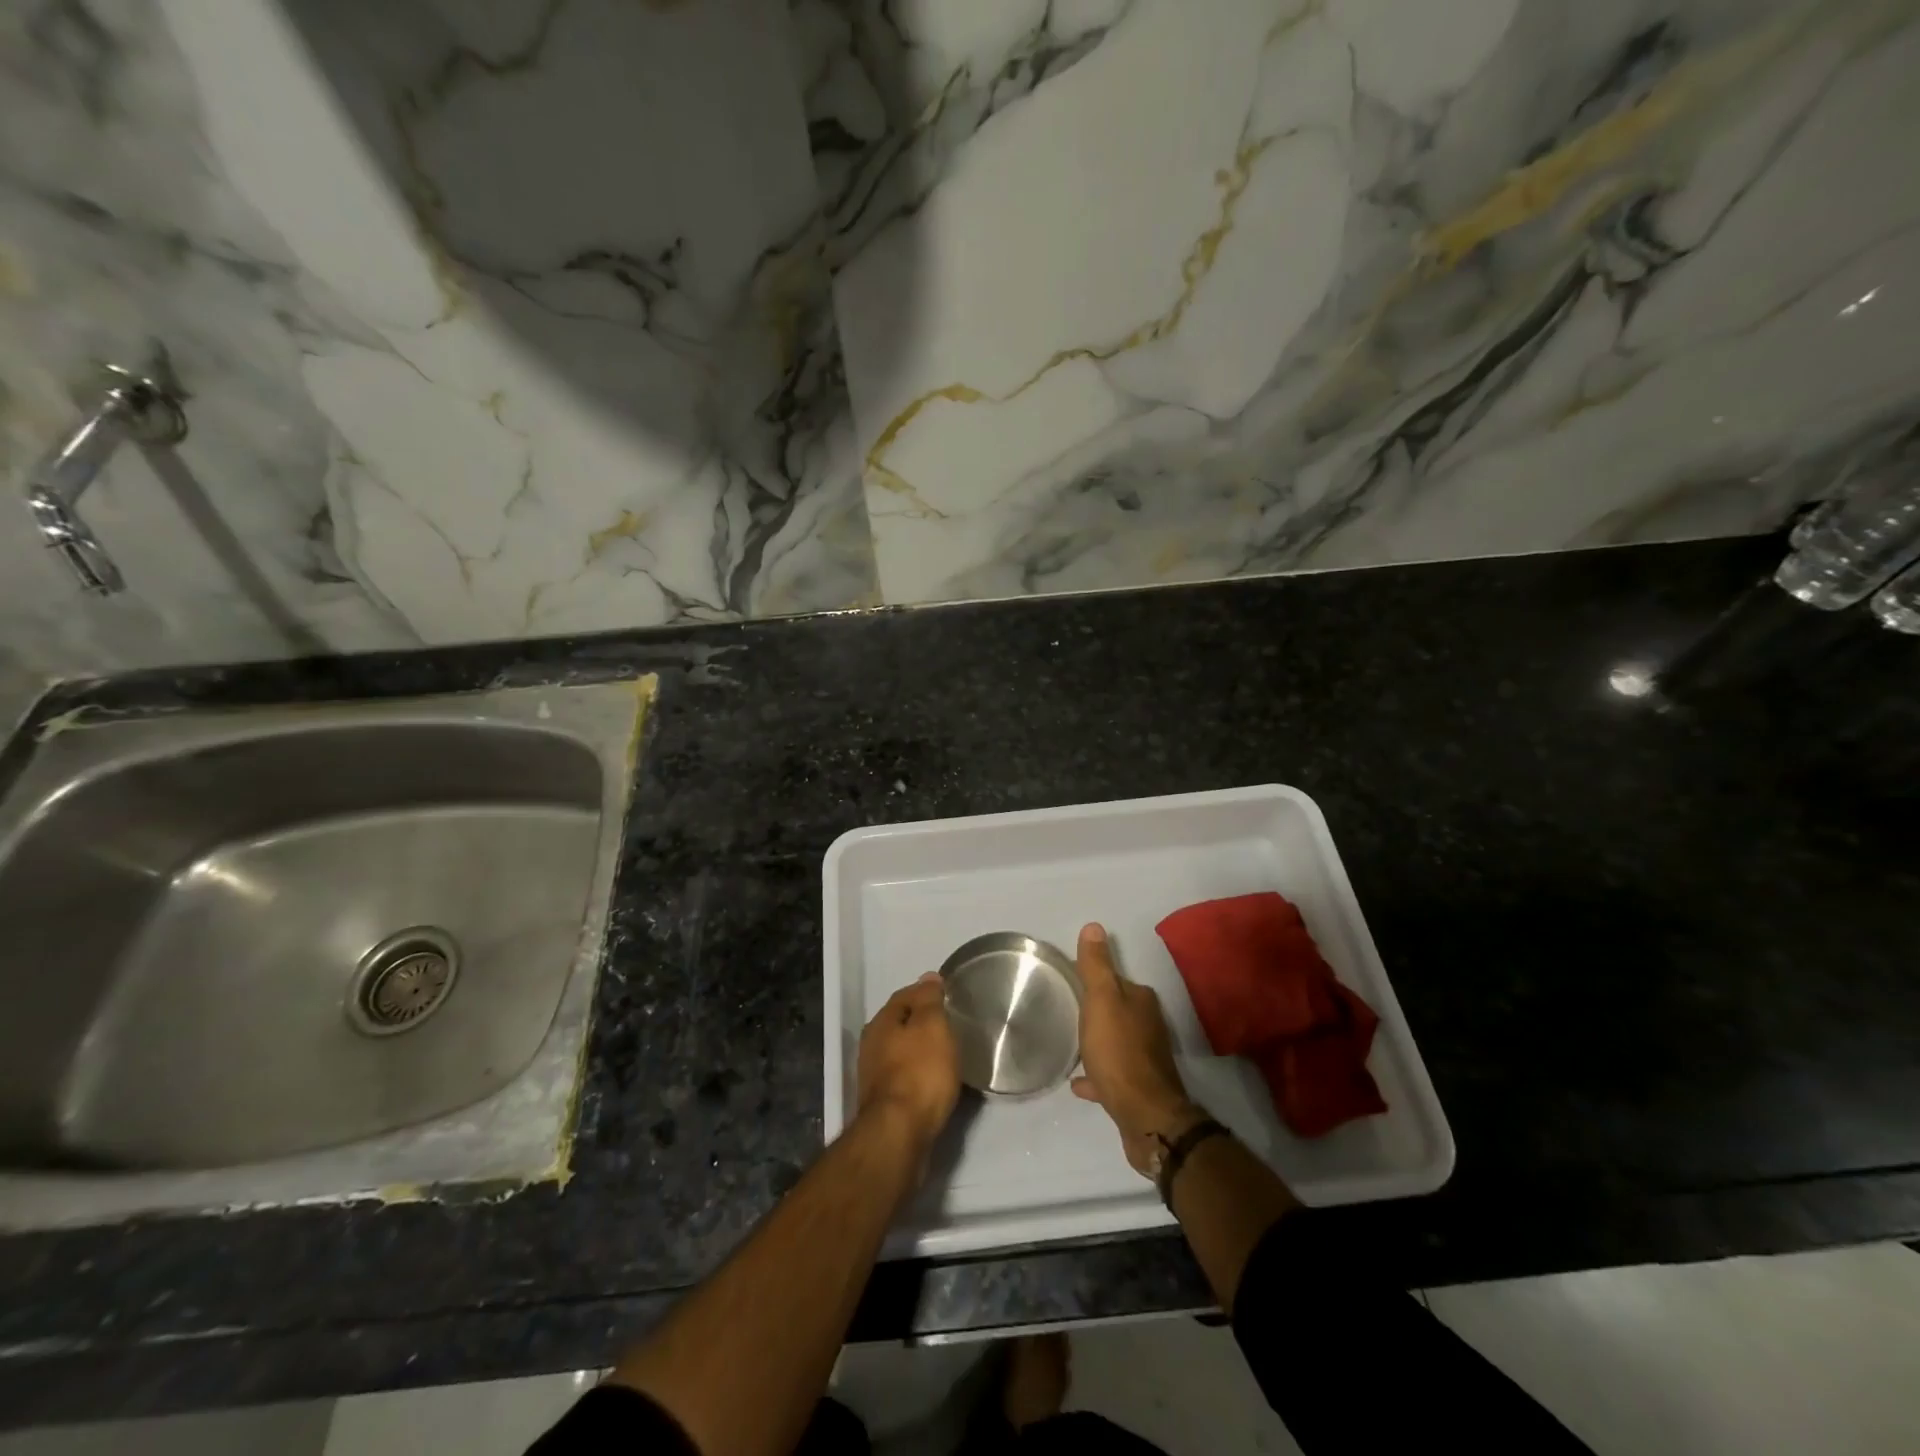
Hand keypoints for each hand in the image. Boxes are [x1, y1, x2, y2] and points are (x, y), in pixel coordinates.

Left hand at [857, 973, 960, 1152]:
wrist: (899, 1135)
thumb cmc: (920, 1072)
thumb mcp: (932, 1026)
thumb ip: (929, 999)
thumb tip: (928, 977)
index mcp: (881, 1022)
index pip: (905, 996)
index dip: (926, 993)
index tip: (948, 996)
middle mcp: (871, 1045)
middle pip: (900, 1023)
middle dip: (921, 1021)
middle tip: (949, 1024)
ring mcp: (874, 1076)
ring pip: (900, 1051)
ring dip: (920, 1049)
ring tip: (946, 1052)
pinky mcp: (883, 1103)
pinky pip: (904, 1076)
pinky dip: (919, 1073)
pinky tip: (934, 1080)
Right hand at [1071, 923, 1202, 1175]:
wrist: (1146, 1117)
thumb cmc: (1119, 1052)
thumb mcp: (1101, 1001)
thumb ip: (1096, 966)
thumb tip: (1094, 926)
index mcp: (1141, 1001)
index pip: (1116, 982)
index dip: (1095, 981)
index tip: (1072, 984)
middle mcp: (1149, 1026)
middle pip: (1118, 1011)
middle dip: (1098, 1010)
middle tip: (1068, 1012)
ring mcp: (1145, 1059)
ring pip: (1117, 1042)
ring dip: (1098, 1041)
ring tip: (1072, 1044)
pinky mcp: (1139, 1089)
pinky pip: (1113, 1074)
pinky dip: (1098, 1074)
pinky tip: (1079, 1082)